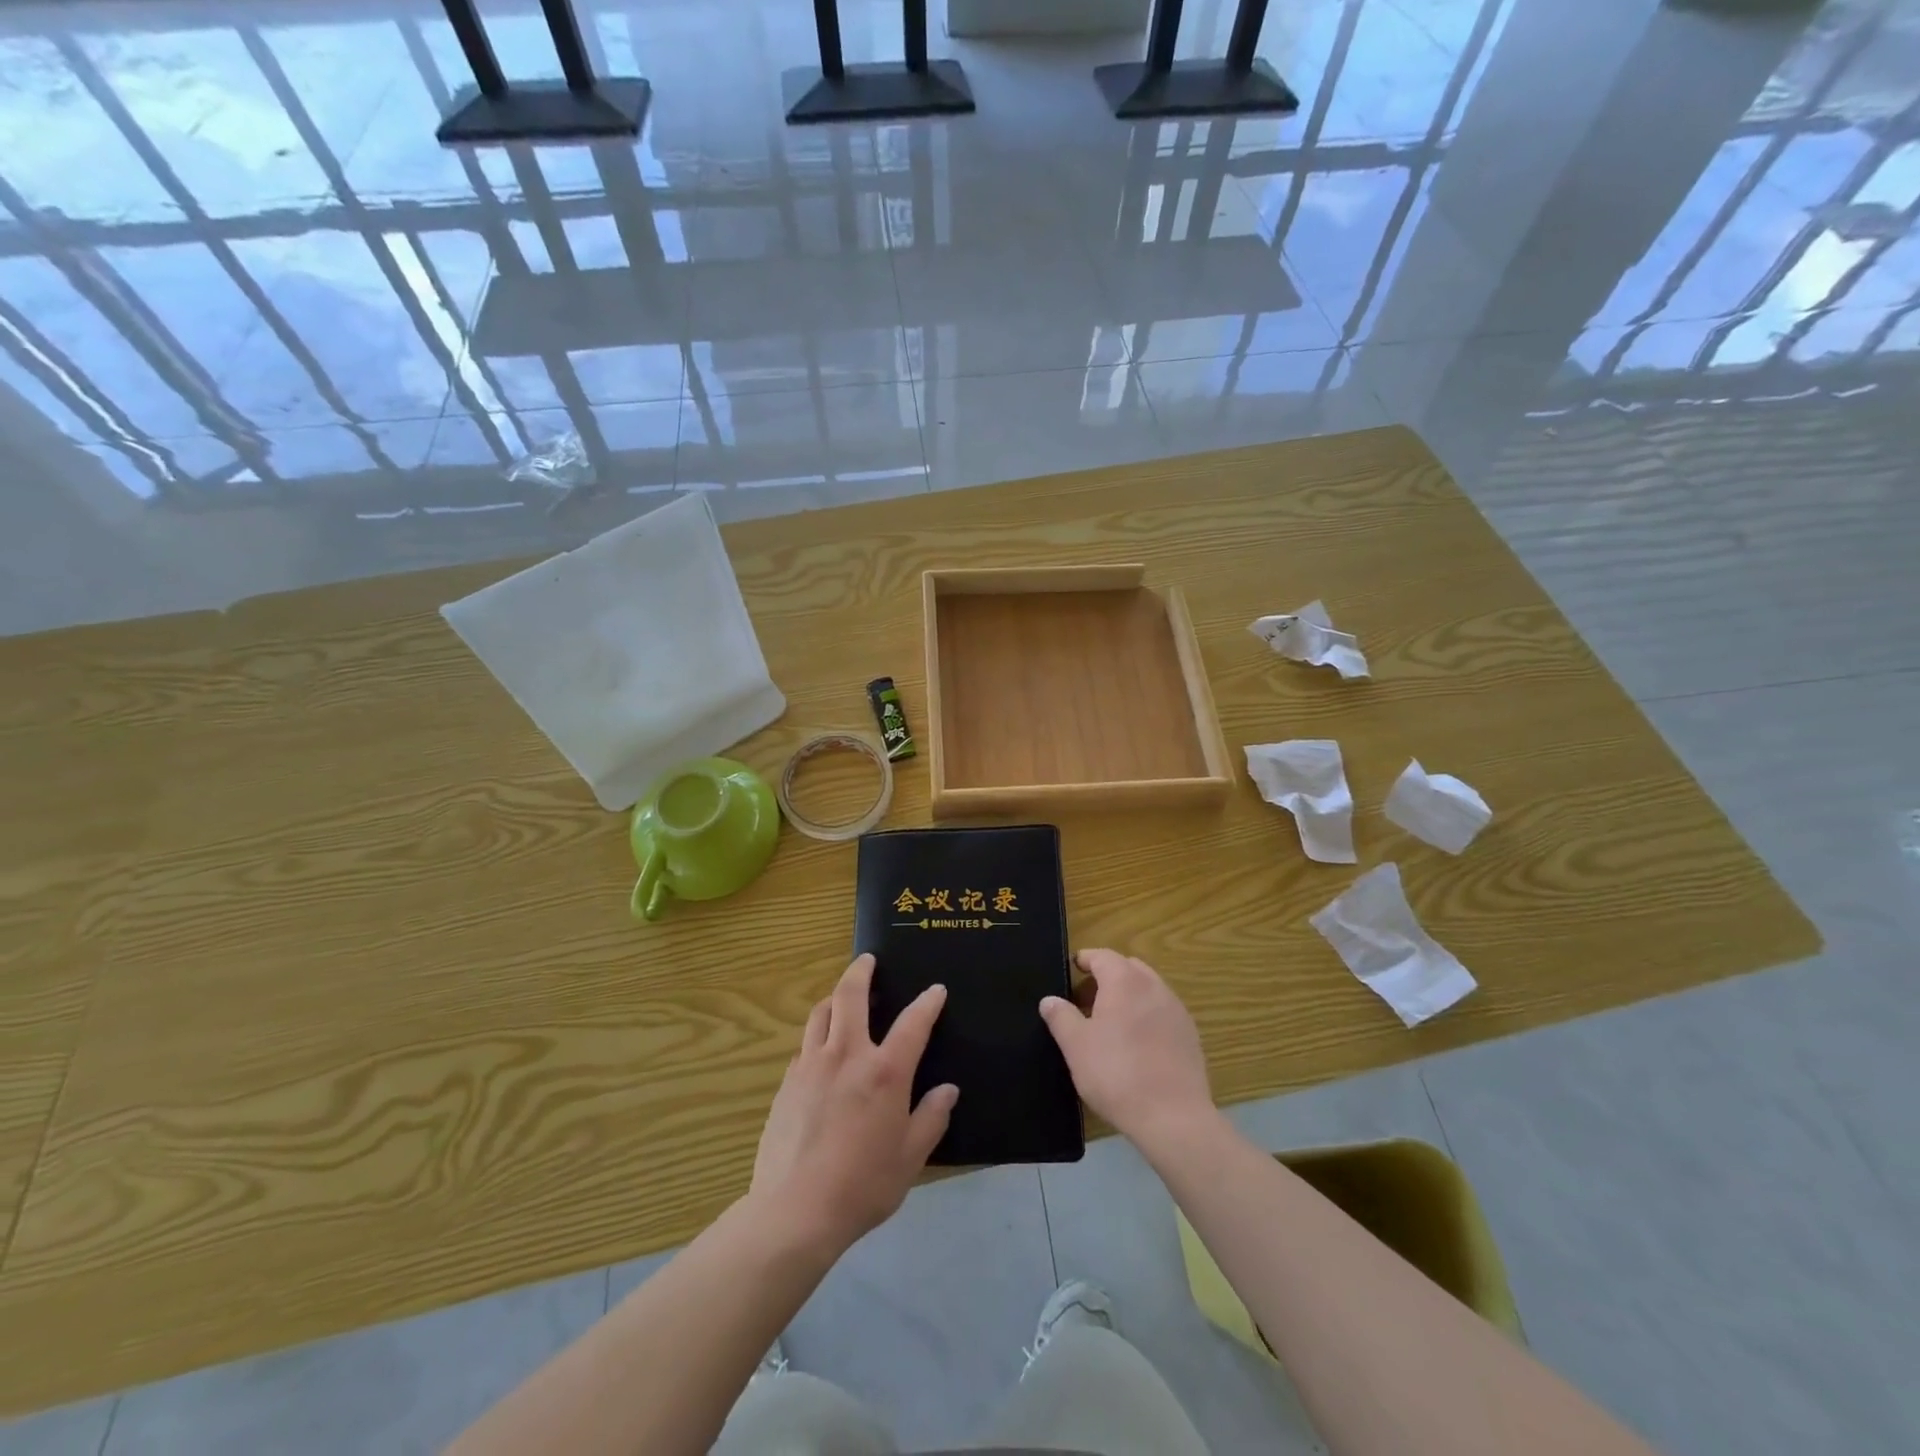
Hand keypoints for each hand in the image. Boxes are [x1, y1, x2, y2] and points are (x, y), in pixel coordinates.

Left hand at [750, 954, 956, 1254]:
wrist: (794, 1211)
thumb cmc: (862, 1185)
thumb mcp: (910, 1158)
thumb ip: (931, 1118)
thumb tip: (948, 1090)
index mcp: (884, 1072)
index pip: (912, 1023)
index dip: (927, 1003)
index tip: (936, 990)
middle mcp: (847, 1055)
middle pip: (850, 996)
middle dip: (861, 971)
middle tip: (867, 960)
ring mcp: (811, 1065)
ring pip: (821, 1012)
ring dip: (834, 997)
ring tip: (842, 996)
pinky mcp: (787, 1082)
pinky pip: (805, 1044)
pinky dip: (818, 1034)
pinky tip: (822, 1049)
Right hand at [1040, 949, 1215, 1152]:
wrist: (1173, 1117)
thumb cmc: (1116, 1074)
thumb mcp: (1076, 1046)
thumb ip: (1060, 1017)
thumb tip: (1049, 1000)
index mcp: (1124, 981)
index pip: (1102, 956)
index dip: (1084, 960)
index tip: (1072, 969)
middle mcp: (1154, 986)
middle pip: (1128, 968)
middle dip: (1107, 977)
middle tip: (1086, 1001)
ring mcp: (1176, 1010)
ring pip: (1148, 989)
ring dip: (1128, 996)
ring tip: (1110, 1025)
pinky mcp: (1190, 1035)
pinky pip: (1163, 1012)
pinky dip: (1147, 1015)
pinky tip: (1137, 1045)